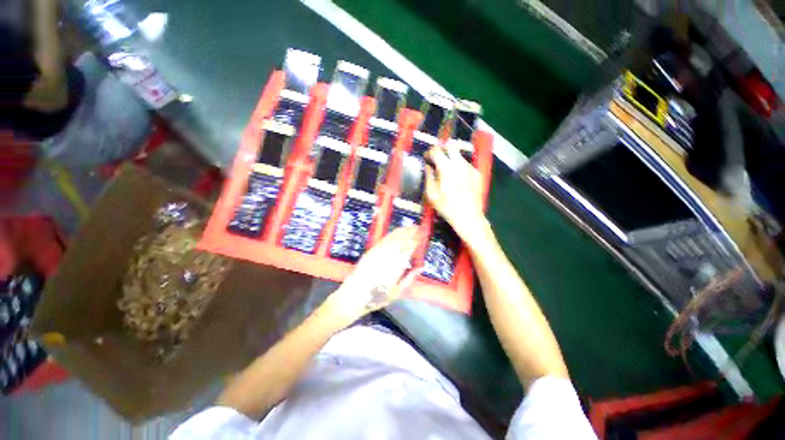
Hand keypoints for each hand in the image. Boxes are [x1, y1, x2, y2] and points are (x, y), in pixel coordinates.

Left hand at [323, 227, 420, 325]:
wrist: (354, 295)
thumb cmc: (377, 297)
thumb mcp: (397, 292)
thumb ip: (410, 278)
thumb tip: (421, 267)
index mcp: (397, 266)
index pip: (408, 248)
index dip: (415, 240)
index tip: (420, 235)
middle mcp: (388, 255)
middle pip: (401, 239)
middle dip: (409, 232)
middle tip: (417, 227)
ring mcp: (378, 252)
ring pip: (392, 237)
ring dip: (401, 231)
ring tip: (408, 227)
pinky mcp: (371, 251)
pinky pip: (383, 240)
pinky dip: (391, 235)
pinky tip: (394, 233)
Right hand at [425, 145, 490, 248]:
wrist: (468, 216)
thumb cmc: (447, 207)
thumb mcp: (431, 194)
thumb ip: (428, 177)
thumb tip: (428, 166)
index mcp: (446, 168)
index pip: (436, 150)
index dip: (429, 152)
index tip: (427, 158)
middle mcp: (460, 164)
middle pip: (451, 146)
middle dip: (442, 149)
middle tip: (437, 158)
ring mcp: (470, 168)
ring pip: (459, 155)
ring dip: (451, 159)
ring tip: (447, 171)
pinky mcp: (477, 173)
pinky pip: (466, 164)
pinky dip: (459, 167)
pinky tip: (457, 179)